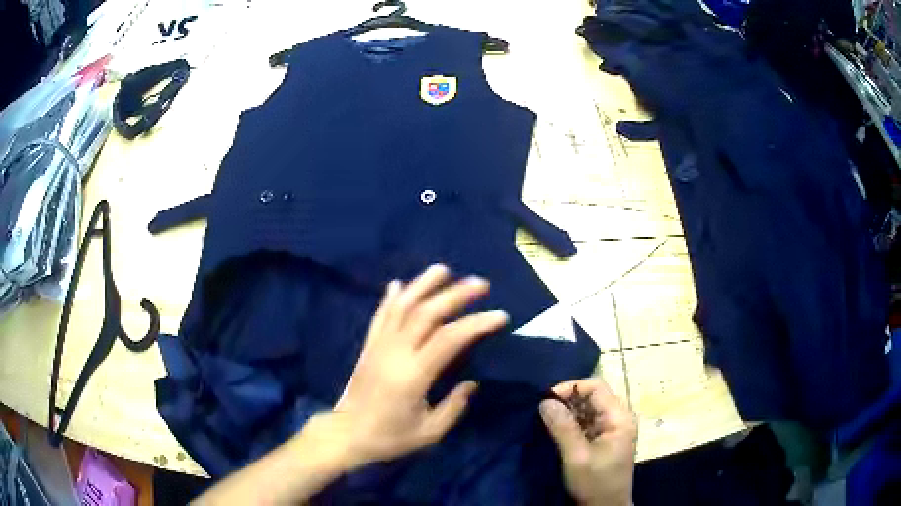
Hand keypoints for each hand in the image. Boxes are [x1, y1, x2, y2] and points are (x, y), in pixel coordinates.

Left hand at [332, 264, 509, 466]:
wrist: (347, 434)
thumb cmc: (389, 436)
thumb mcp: (429, 432)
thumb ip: (454, 407)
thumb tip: (471, 383)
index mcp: (414, 374)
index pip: (450, 338)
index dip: (476, 324)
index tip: (500, 316)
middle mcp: (395, 351)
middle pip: (427, 313)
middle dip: (456, 294)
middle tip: (481, 283)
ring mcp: (379, 345)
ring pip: (402, 306)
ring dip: (423, 285)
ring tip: (443, 269)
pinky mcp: (368, 346)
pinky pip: (381, 315)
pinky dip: (392, 298)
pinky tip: (399, 284)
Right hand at [540, 378, 636, 505]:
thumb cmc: (595, 483)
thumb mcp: (576, 456)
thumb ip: (563, 427)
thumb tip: (545, 401)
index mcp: (619, 418)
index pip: (596, 387)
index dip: (571, 388)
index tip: (546, 399)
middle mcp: (619, 418)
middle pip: (593, 396)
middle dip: (568, 400)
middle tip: (543, 411)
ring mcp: (613, 429)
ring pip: (589, 408)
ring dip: (569, 412)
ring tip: (547, 420)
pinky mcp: (605, 439)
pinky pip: (588, 421)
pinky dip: (572, 423)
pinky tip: (557, 430)